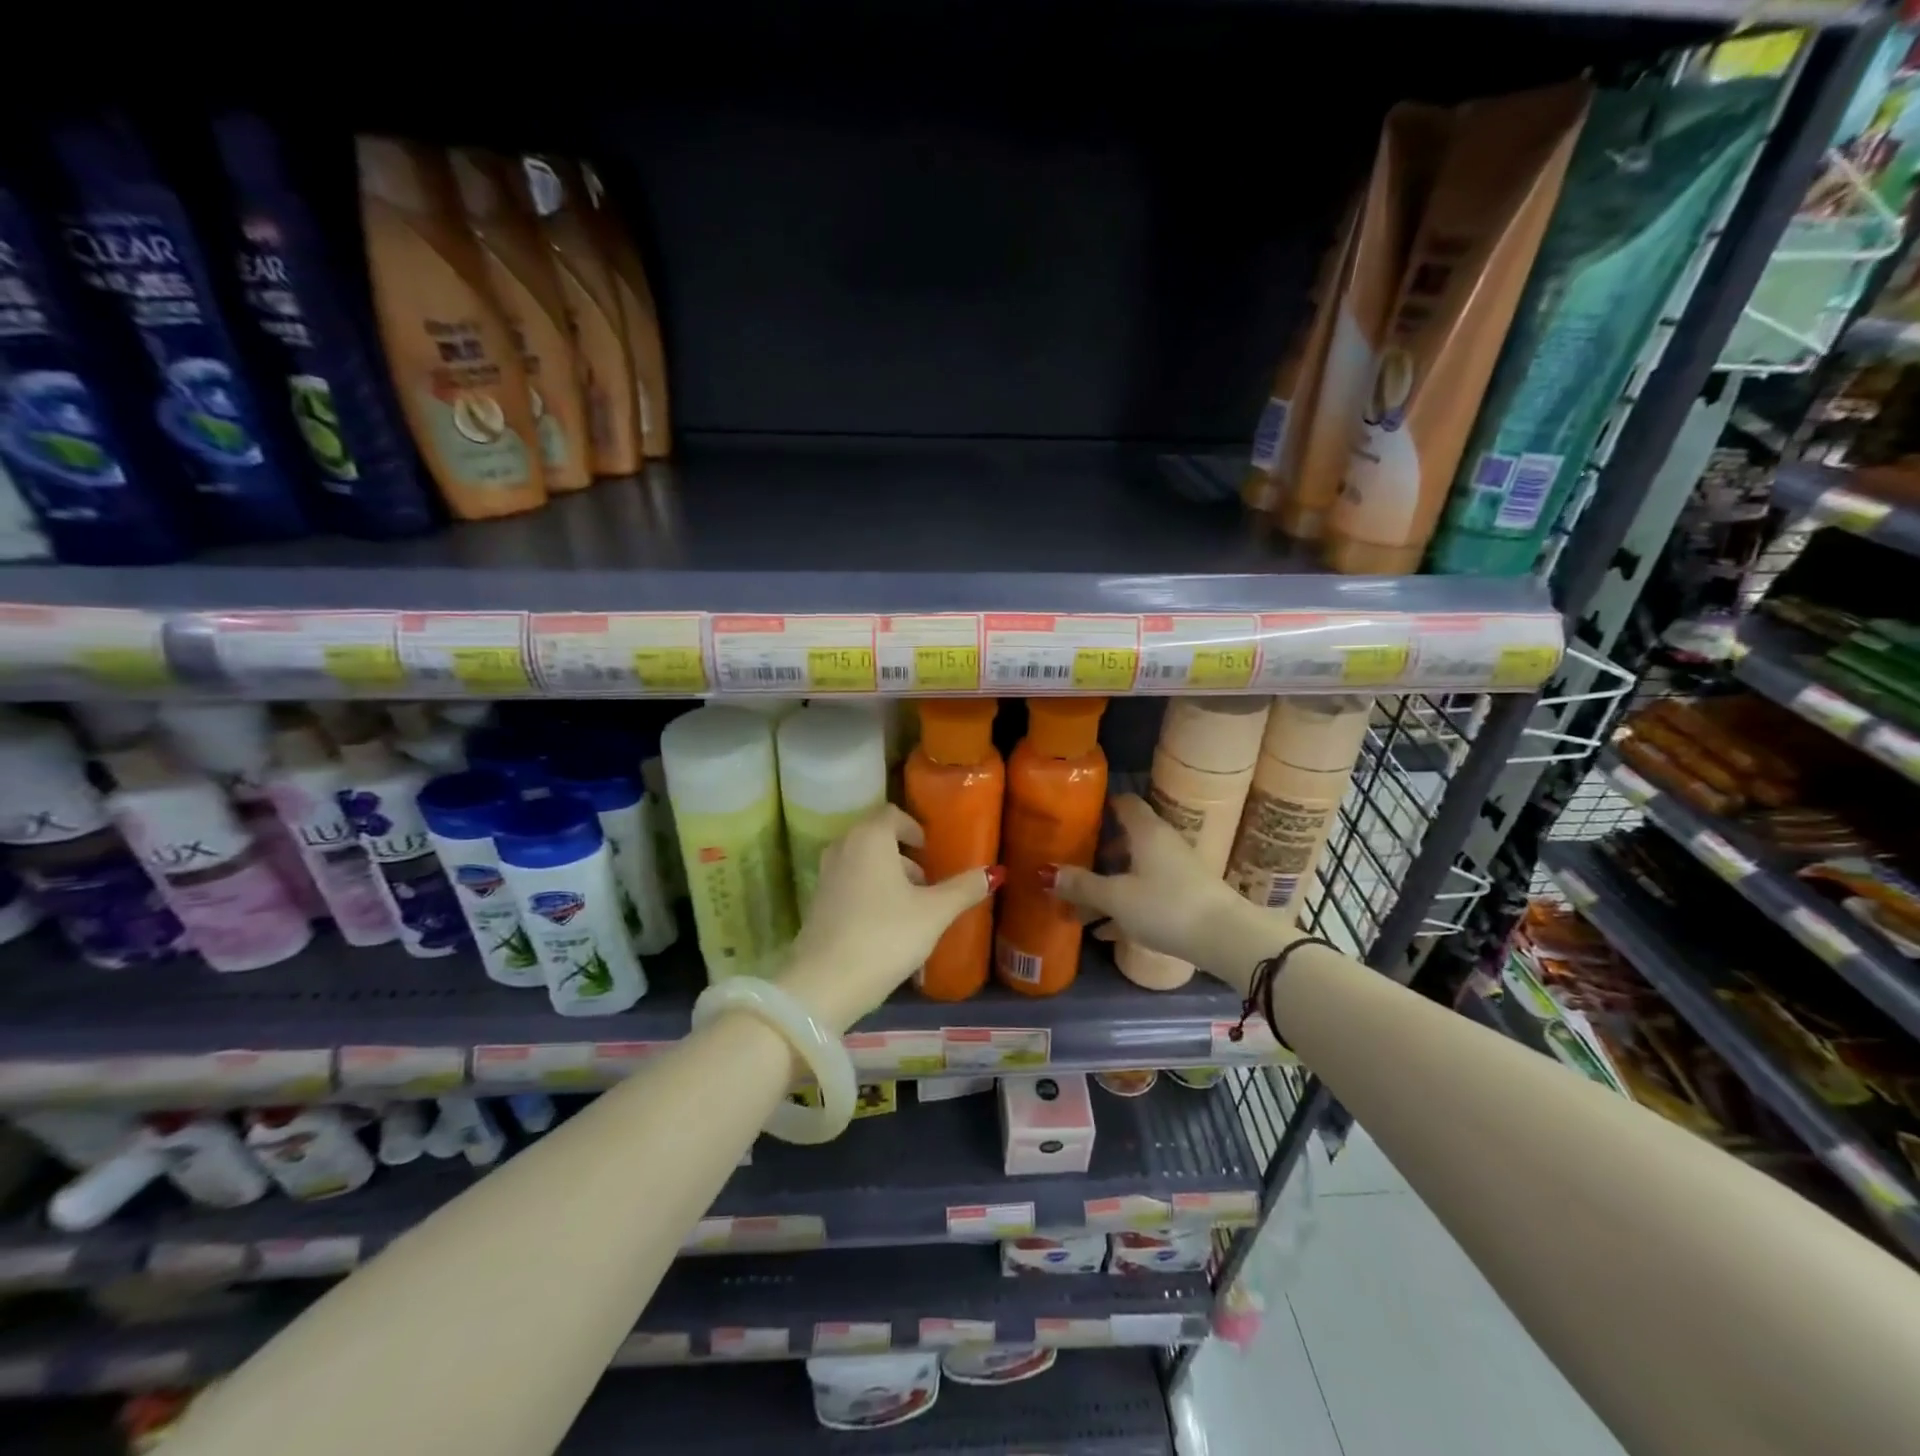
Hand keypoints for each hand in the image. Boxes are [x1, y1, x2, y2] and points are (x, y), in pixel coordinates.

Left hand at [777, 804, 1001, 1031]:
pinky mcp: (816, 903)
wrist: (825, 983)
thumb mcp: (933, 913)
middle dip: (902, 853)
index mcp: (870, 838)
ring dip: (885, 873)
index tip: (930, 851)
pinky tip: (884, 925)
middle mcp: (842, 847)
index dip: (913, 828)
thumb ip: (964, 889)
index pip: (891, 813)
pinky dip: (867, 891)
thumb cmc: (886, 936)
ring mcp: (824, 875)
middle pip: (875, 836)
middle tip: (926, 880)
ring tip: (910, 905)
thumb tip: (995, 872)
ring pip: (861, 861)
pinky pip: (848, 882)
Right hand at [1047, 794, 1288, 988]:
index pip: (1124, 803)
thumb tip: (1046, 873)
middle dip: (1098, 852)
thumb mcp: (1116, 898)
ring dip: (1109, 883)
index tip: (1075, 815)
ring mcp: (1176, 871)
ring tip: (1080, 904)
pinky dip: (1125, 905)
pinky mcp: (1184, 897)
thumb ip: (1082, 885)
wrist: (1225, 939)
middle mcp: (1163, 844)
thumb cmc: (1166, 906)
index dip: (1100, 805)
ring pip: (1135, 869)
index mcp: (1147, 832)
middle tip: (1070, 863)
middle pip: (1126, 838)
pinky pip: (1146, 894)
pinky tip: (1104, 931)